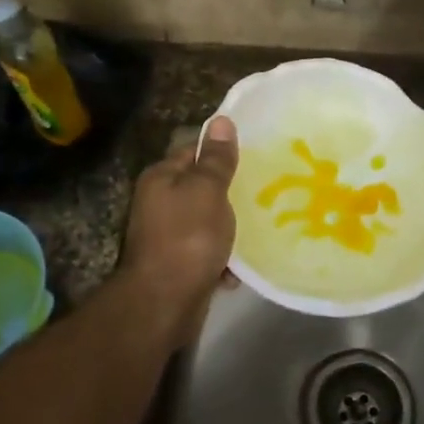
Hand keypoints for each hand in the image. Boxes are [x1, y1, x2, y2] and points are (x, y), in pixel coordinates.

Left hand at [117, 115, 238, 344]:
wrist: (163, 303)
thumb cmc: (187, 238)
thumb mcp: (207, 191)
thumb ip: (215, 160)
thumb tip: (221, 120)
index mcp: (161, 178)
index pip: (193, 151)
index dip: (221, 153)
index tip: (254, 156)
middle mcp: (158, 203)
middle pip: (201, 189)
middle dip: (230, 194)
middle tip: (265, 193)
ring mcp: (166, 237)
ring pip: (207, 223)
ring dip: (230, 229)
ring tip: (259, 229)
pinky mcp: (177, 266)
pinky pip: (206, 254)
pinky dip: (222, 260)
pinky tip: (239, 269)